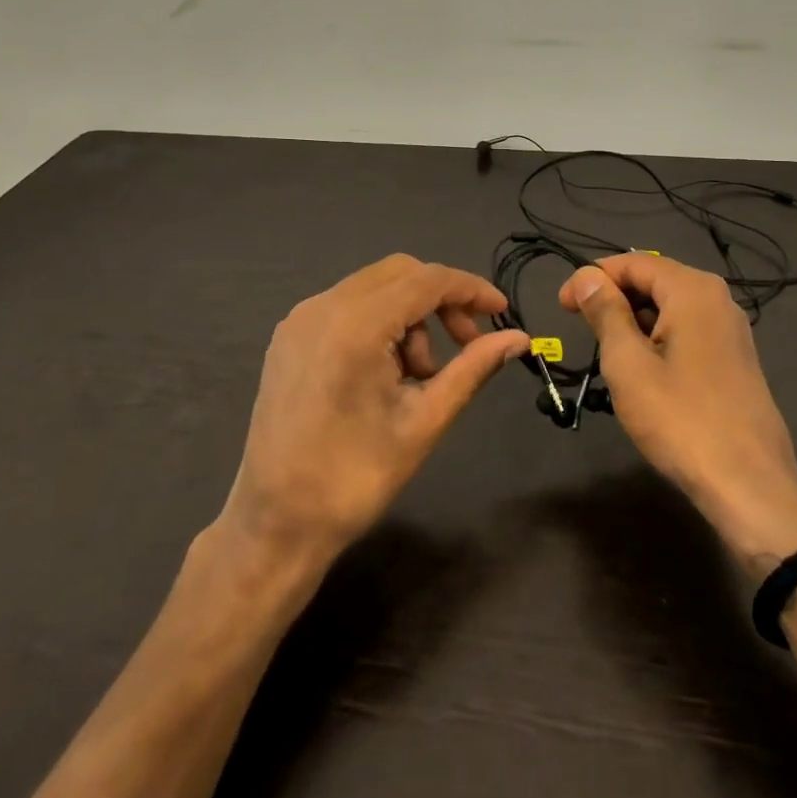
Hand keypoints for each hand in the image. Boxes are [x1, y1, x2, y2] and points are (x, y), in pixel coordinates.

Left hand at [219, 254, 528, 574]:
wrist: (276, 524)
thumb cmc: (355, 478)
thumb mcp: (424, 421)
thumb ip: (473, 368)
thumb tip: (520, 338)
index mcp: (356, 325)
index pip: (428, 280)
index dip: (471, 290)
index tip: (502, 313)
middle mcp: (322, 307)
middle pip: (400, 273)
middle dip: (442, 300)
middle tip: (467, 343)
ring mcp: (300, 319)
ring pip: (374, 287)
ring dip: (411, 314)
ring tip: (421, 374)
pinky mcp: (289, 336)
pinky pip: (347, 306)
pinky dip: (380, 322)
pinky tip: (387, 369)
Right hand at [561, 254, 796, 576]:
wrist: (749, 486)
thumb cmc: (680, 419)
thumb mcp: (628, 363)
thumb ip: (606, 312)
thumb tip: (587, 276)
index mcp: (693, 290)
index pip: (633, 263)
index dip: (592, 277)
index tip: (561, 306)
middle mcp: (717, 299)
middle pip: (654, 280)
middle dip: (614, 298)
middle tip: (580, 328)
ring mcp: (731, 330)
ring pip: (670, 308)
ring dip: (634, 321)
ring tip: (607, 352)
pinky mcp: (735, 359)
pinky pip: (687, 331)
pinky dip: (657, 338)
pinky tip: (642, 370)